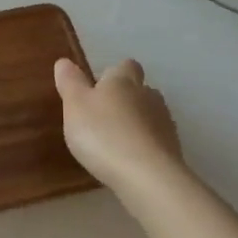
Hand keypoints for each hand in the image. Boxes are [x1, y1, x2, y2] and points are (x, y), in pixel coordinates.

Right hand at [54, 57, 183, 200]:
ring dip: (136, 122)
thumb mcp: (75, 106)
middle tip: (104, 115)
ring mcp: (164, 123)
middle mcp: (148, 96)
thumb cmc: (103, 134)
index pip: (125, 66)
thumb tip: (64, 61)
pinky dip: (144, 145)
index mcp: (123, 81)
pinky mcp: (173, 149)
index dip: (114, 73)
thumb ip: (70, 82)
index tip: (100, 86)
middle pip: (141, 89)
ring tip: (116, 140)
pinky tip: (130, 159)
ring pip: (150, 114)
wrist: (147, 176)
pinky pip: (156, 140)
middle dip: (126, 98)